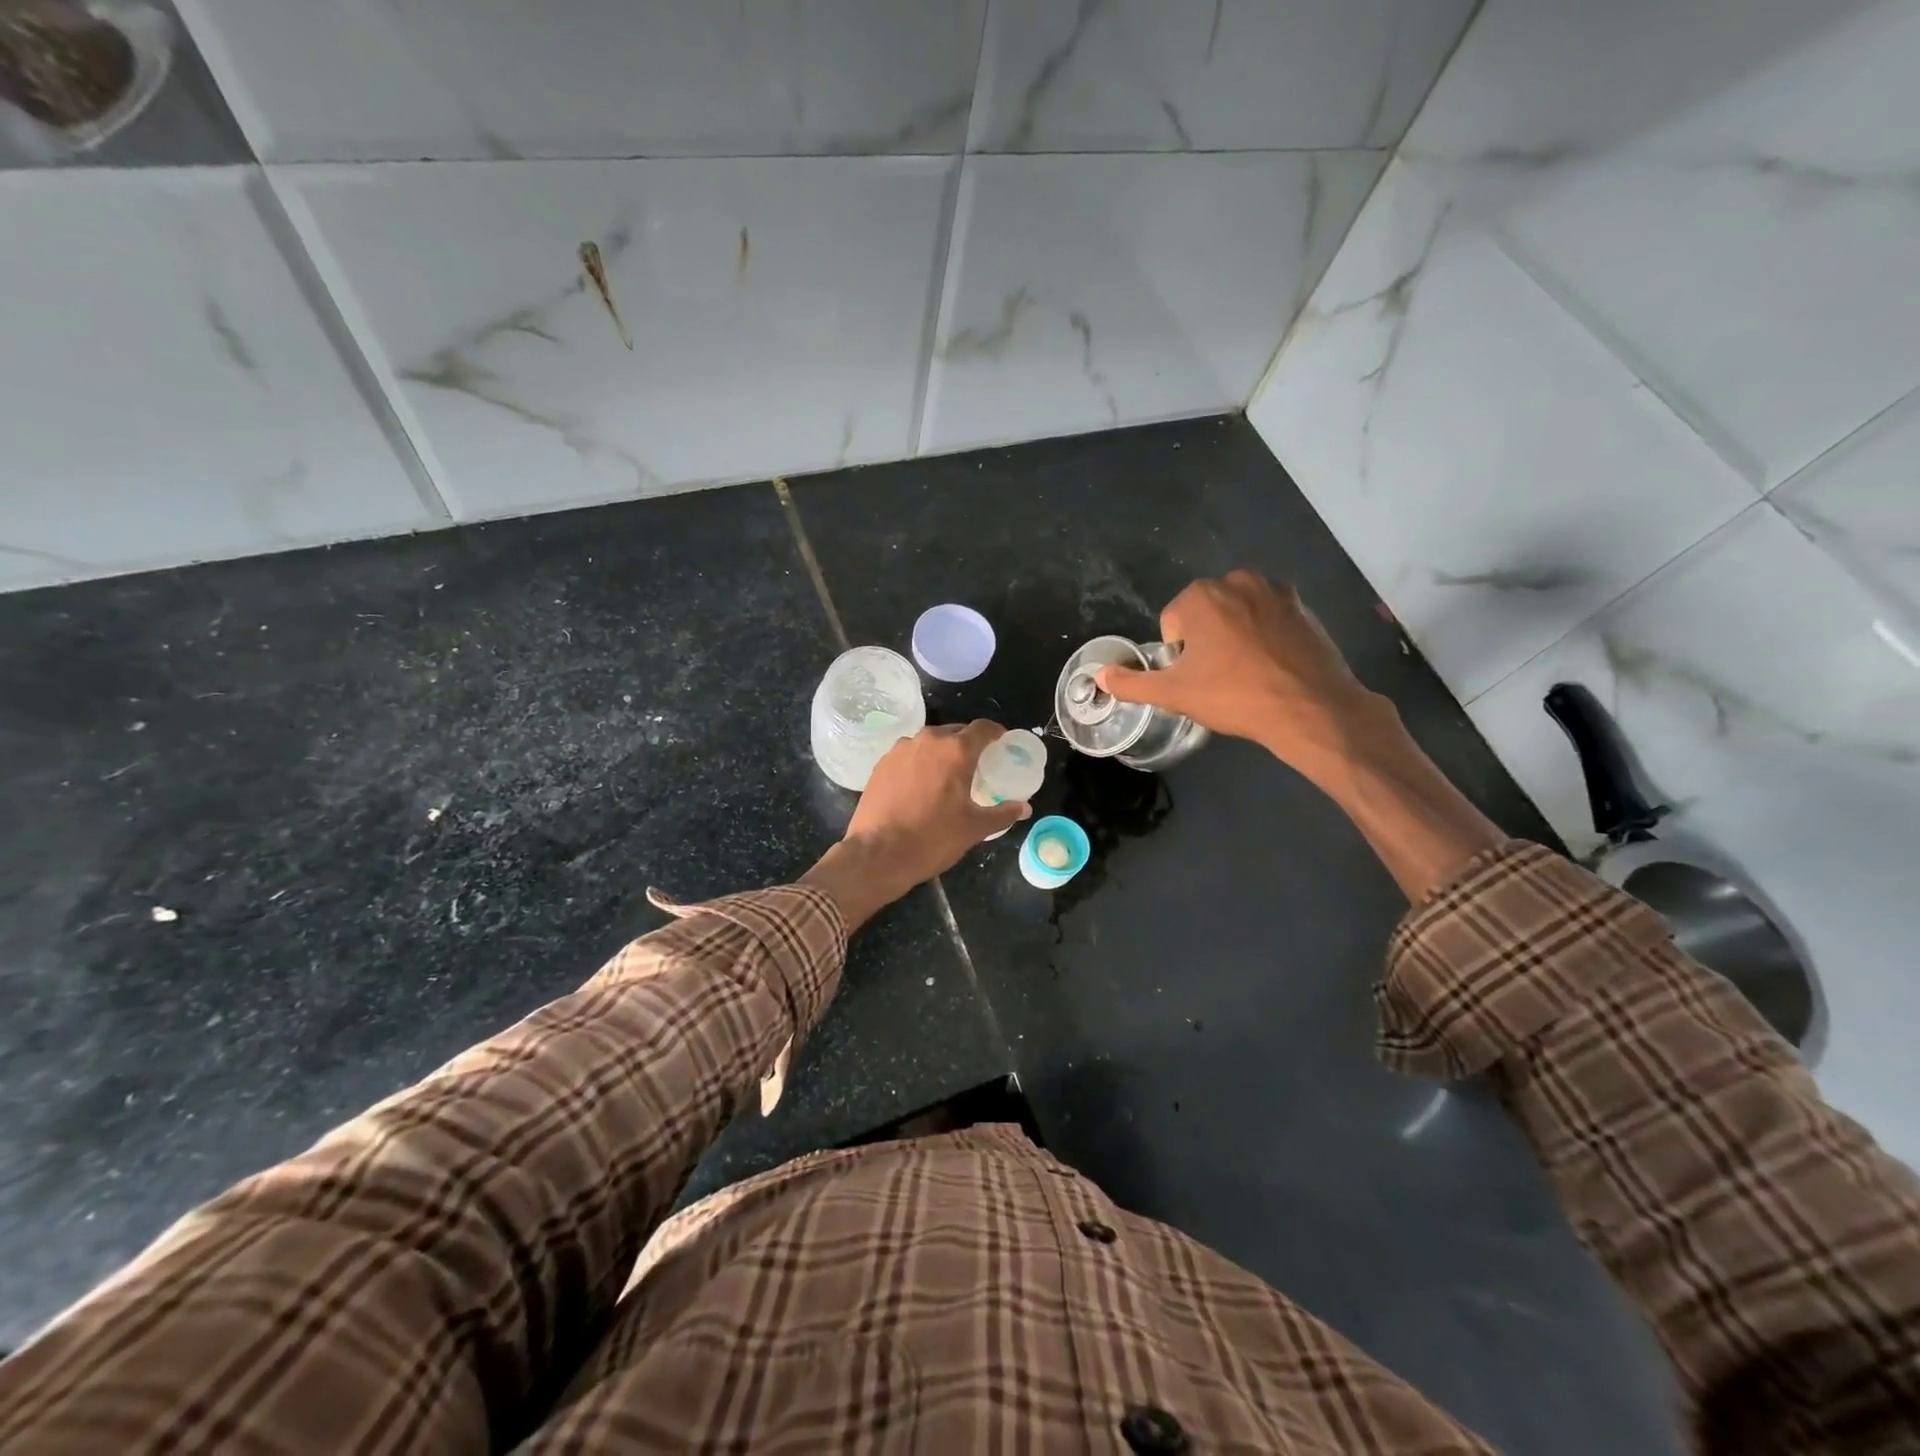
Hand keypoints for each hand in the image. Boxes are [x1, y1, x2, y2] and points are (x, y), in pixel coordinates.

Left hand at [802, 721, 1029, 928]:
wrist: (878, 853)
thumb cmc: (933, 838)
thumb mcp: (974, 829)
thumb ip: (1002, 814)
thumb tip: (1024, 808)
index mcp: (956, 751)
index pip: (982, 728)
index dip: (996, 732)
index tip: (1002, 742)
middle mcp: (928, 740)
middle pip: (955, 732)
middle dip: (969, 743)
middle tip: (978, 763)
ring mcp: (901, 750)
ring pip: (929, 742)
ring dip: (942, 752)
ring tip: (948, 774)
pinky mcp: (882, 763)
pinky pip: (909, 754)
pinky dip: (920, 762)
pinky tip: (921, 784)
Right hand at [1095, 570, 1390, 775]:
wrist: (1309, 707)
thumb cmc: (1233, 696)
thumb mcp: (1173, 694)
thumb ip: (1131, 683)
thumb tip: (1099, 676)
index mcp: (1201, 596)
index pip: (1172, 623)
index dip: (1178, 655)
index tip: (1195, 678)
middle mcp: (1237, 580)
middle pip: (1205, 613)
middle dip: (1206, 640)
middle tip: (1218, 677)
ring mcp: (1275, 590)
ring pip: (1238, 613)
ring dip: (1235, 635)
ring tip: (1246, 673)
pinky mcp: (1304, 606)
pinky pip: (1270, 618)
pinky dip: (1265, 636)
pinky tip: (1272, 666)